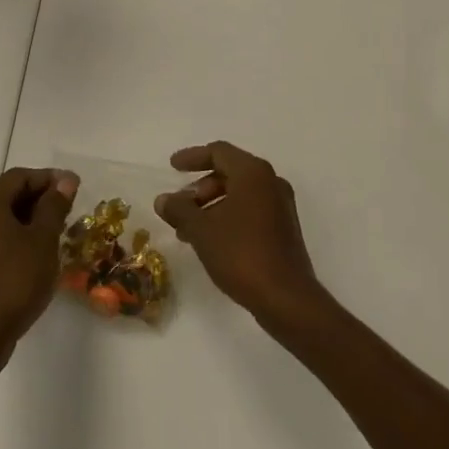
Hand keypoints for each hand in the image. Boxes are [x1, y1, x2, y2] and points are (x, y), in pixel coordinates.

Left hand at [0, 167, 78, 360]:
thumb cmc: (16, 280)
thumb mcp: (44, 240)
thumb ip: (54, 205)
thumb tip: (65, 180)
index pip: (20, 176)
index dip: (49, 178)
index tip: (75, 189)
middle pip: (8, 193)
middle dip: (40, 197)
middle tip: (68, 209)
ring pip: (1, 216)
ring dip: (29, 217)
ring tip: (57, 230)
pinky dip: (16, 234)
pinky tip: (35, 251)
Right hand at [156, 141, 326, 331]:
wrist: (286, 297)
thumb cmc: (241, 253)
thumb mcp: (201, 230)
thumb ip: (179, 209)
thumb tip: (163, 199)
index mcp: (253, 173)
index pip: (218, 152)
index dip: (192, 157)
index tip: (172, 167)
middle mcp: (270, 182)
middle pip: (229, 172)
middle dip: (200, 188)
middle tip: (179, 207)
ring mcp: (280, 205)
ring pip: (239, 194)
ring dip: (211, 206)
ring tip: (188, 230)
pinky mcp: (283, 228)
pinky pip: (250, 210)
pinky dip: (227, 216)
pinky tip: (210, 241)